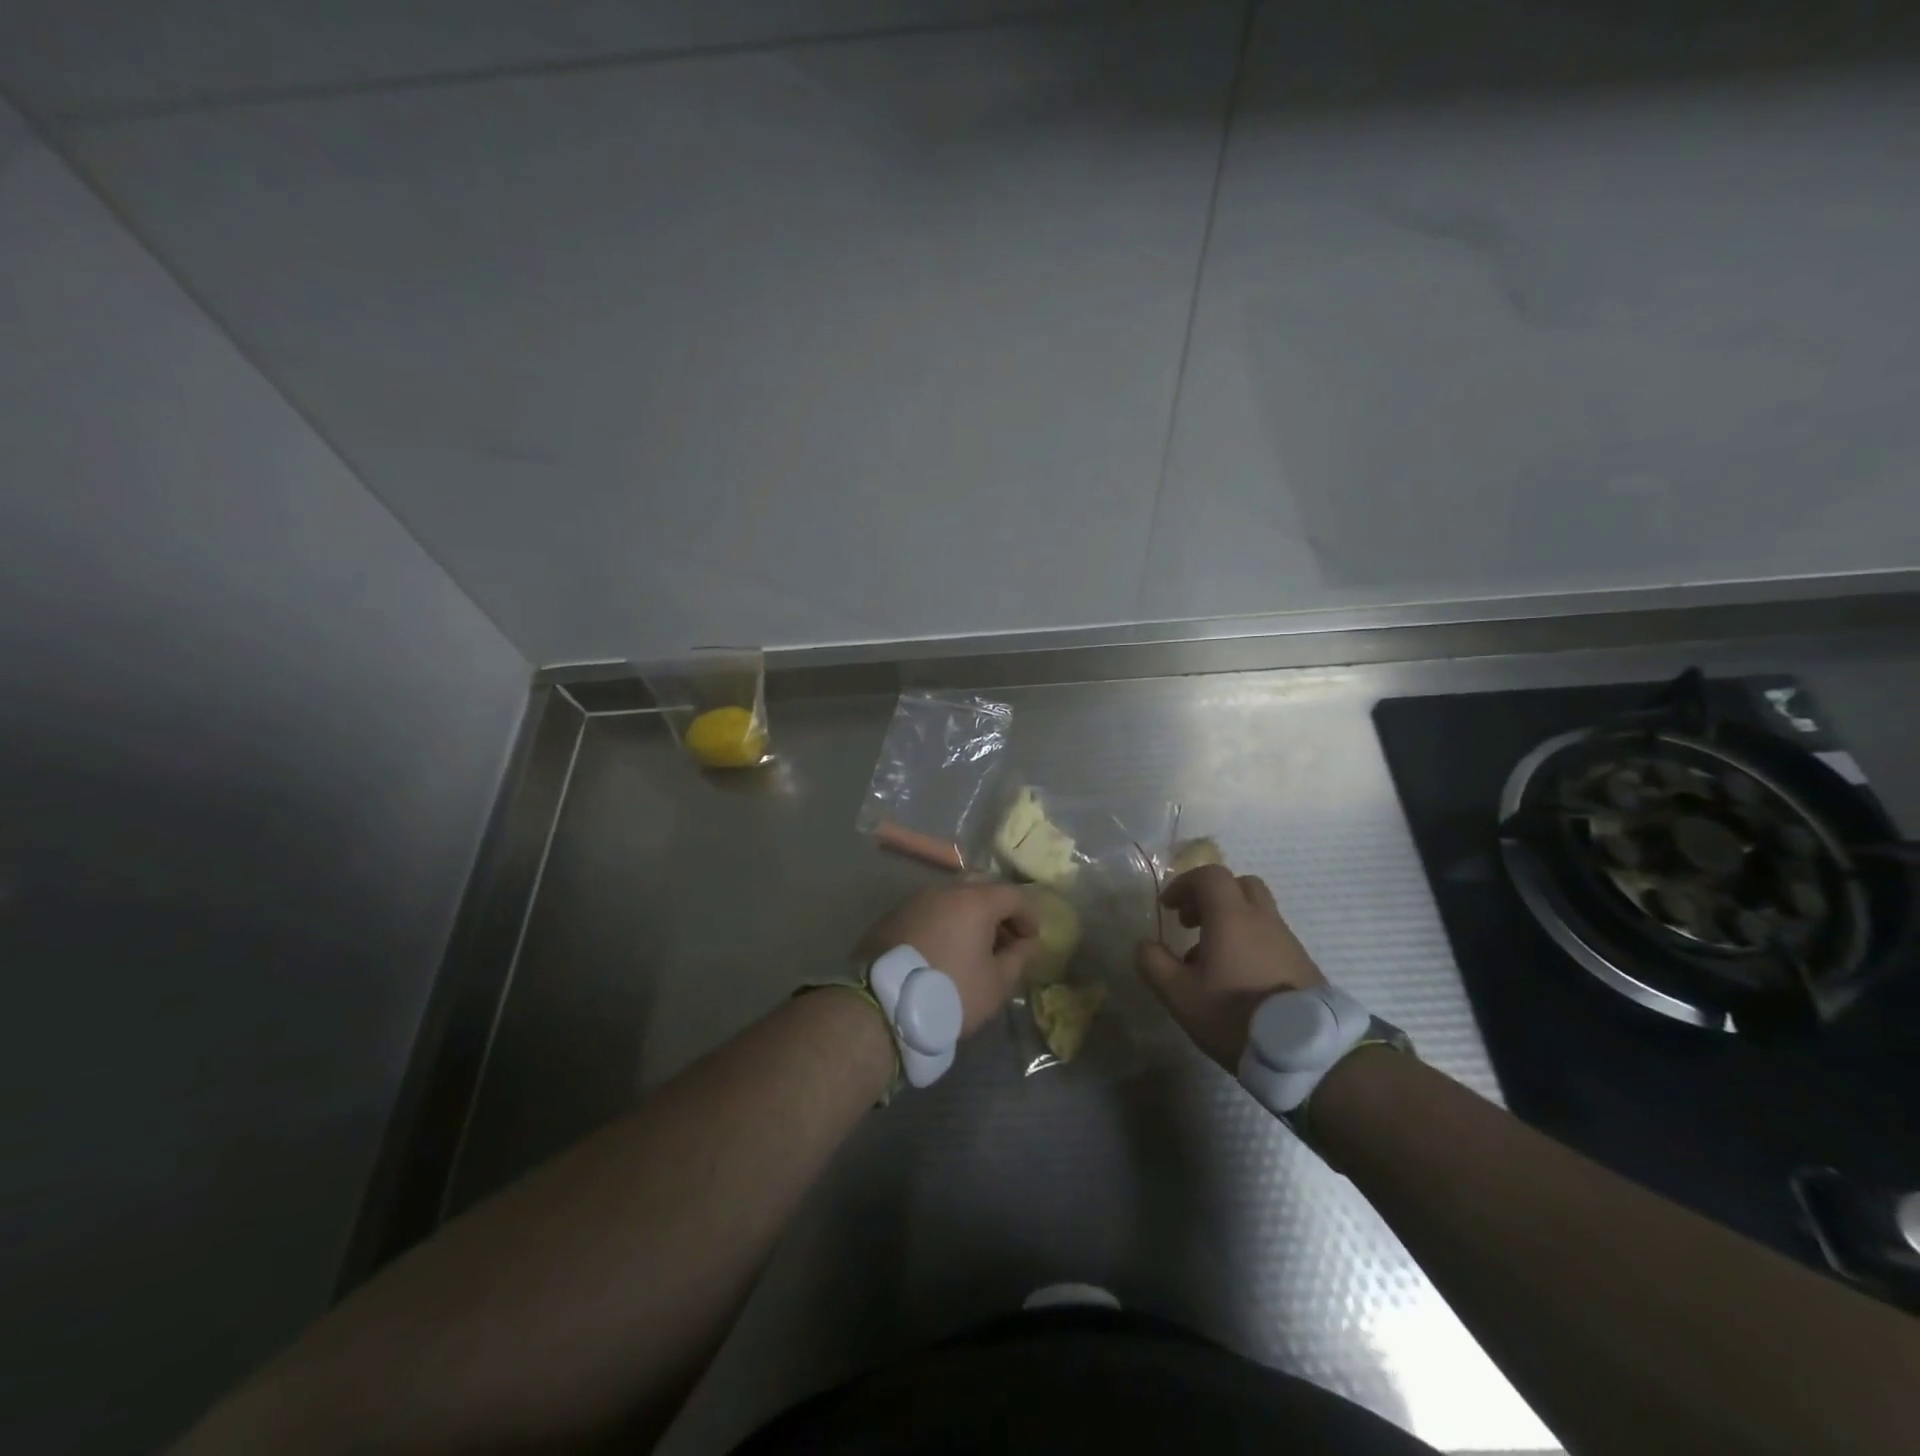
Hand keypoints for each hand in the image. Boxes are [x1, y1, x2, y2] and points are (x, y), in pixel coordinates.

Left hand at [857, 882, 1038, 1035]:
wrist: (883, 1004)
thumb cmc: (951, 992)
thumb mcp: (996, 983)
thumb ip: (1018, 957)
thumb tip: (1028, 943)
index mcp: (974, 900)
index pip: (1012, 895)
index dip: (1027, 915)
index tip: (1032, 939)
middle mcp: (944, 891)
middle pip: (980, 887)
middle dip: (998, 909)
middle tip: (1005, 938)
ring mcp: (915, 900)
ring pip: (952, 897)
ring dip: (968, 915)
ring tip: (974, 947)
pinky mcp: (893, 916)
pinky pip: (929, 911)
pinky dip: (944, 923)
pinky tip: (944, 950)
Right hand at [1137, 864, 1326, 1071]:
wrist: (1305, 1052)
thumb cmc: (1235, 1015)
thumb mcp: (1180, 995)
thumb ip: (1154, 964)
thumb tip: (1145, 945)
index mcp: (1231, 917)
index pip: (1209, 875)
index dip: (1184, 884)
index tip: (1168, 908)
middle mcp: (1262, 919)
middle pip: (1238, 885)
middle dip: (1210, 897)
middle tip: (1191, 923)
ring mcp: (1286, 940)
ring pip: (1256, 912)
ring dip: (1229, 922)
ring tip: (1210, 959)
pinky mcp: (1302, 963)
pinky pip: (1269, 937)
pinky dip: (1248, 942)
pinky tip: (1237, 978)